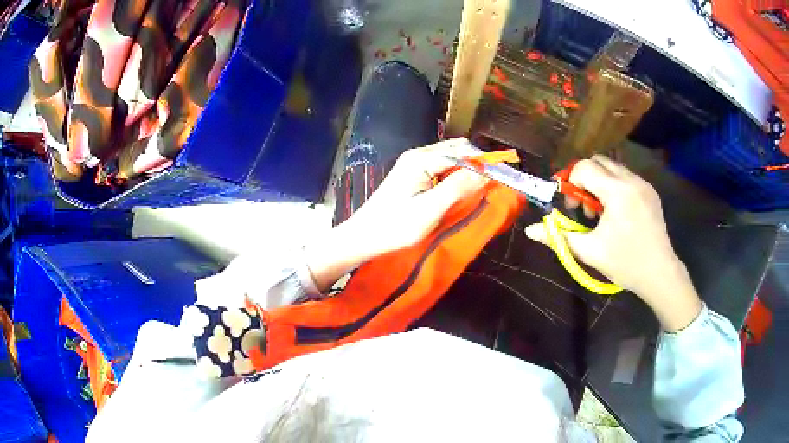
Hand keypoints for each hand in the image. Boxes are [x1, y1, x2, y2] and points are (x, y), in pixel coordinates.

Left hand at [305, 138, 487, 290]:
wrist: (363, 238)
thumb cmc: (394, 227)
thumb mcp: (430, 210)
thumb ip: (459, 188)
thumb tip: (488, 173)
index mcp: (421, 159)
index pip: (463, 153)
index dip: (485, 163)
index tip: (505, 178)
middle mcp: (419, 155)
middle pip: (458, 151)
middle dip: (478, 165)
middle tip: (495, 185)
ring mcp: (415, 164)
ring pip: (451, 160)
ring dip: (468, 171)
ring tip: (482, 190)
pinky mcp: (414, 175)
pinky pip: (442, 169)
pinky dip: (457, 177)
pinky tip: (462, 192)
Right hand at [525, 155, 701, 330]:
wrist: (660, 273)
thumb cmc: (625, 264)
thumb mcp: (589, 251)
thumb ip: (558, 236)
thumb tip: (530, 231)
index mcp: (617, 192)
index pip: (585, 167)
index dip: (571, 182)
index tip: (571, 205)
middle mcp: (631, 180)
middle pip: (598, 161)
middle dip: (584, 178)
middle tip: (584, 206)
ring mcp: (643, 184)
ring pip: (613, 167)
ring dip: (600, 182)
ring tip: (601, 212)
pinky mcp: (651, 191)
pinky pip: (626, 177)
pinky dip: (615, 187)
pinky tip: (617, 213)